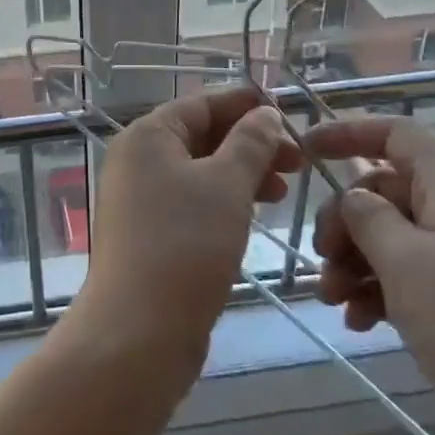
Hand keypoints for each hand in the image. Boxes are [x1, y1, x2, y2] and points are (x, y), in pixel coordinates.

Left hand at [74, 89, 300, 367]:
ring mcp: (139, 199)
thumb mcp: (227, 185)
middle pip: (201, 137)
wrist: (138, 330)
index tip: (288, 112)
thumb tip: (264, 113)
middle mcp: (137, 160)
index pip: (201, 104)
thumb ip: (250, 143)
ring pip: (199, 172)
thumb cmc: (185, 244)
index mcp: (147, 136)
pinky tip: (253, 216)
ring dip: (242, 175)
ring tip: (284, 192)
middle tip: (297, 161)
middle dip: (250, 144)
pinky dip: (224, 201)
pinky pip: (192, 202)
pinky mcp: (148, 234)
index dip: (244, 104)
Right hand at [302, 115, 434, 434]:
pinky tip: (359, 321)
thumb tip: (353, 197)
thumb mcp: (407, 264)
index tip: (306, 150)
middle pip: (386, 191)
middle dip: (345, 221)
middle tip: (322, 259)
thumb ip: (367, 218)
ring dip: (355, 262)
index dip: (350, 133)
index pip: (398, 135)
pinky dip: (378, 290)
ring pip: (392, 237)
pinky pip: (409, 275)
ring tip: (334, 300)